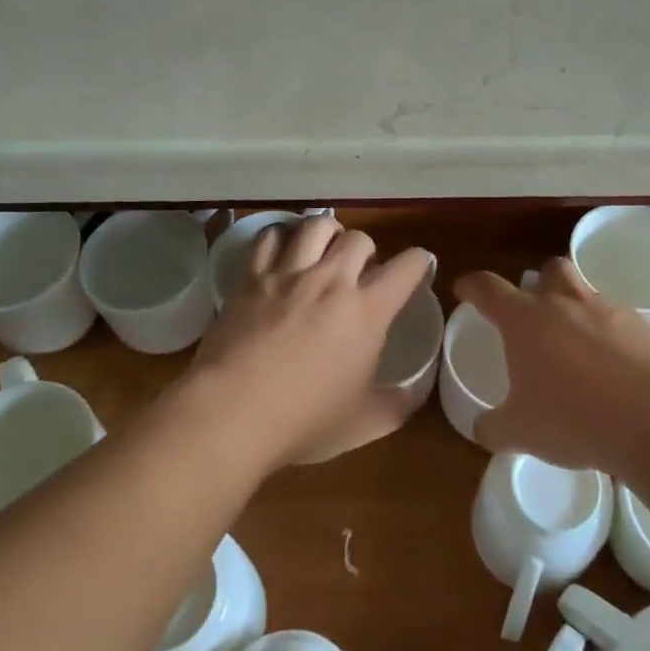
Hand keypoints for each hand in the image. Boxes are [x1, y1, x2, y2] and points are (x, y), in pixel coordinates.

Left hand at [192, 215, 433, 467]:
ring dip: (327, 233)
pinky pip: (269, 237)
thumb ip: (394, 406)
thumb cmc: (303, 421)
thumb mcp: (361, 424)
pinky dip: (280, 238)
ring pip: (316, 226)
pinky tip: (281, 253)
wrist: (231, 414)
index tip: (418, 266)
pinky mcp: (251, 278)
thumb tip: (412, 397)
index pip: (406, 268)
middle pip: (359, 238)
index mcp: (366, 312)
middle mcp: (331, 281)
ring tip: (323, 249)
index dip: (419, 262)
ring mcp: (288, 275)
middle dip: (367, 249)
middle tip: (361, 269)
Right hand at [454, 258, 649, 473]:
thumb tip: (483, 427)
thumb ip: (495, 427)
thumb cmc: (574, 419)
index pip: (488, 288)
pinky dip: (614, 338)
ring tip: (579, 348)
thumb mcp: (521, 433)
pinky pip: (622, 323)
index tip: (464, 289)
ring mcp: (609, 311)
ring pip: (588, 294)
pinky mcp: (646, 327)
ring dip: (579, 311)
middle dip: (540, 283)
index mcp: (525, 320)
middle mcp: (565, 303)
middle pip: (550, 270)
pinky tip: (617, 371)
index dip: (472, 285)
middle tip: (536, 312)